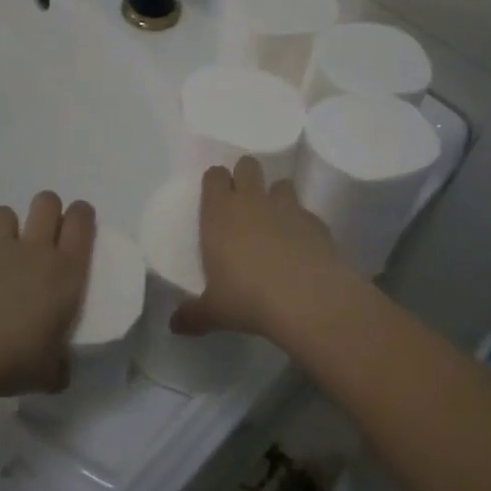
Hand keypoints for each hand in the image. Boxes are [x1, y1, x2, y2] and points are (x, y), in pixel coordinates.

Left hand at [0, 191, 95, 396]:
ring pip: (7, 212)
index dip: (82, 215)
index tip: (81, 225)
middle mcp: (35, 251)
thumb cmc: (14, 358)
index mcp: (66, 271)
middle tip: (48, 235)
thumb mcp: (49, 372)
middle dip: (49, 210)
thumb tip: (58, 371)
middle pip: (46, 202)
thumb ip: (59, 366)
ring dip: (11, 226)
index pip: (81, 221)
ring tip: (9, 253)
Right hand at [172, 157, 349, 340]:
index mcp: (220, 213)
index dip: (215, 182)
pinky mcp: (316, 221)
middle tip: (243, 203)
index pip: (214, 175)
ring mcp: (288, 207)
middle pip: (248, 165)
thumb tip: (174, 326)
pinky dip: (301, 224)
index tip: (215, 199)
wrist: (307, 298)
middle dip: (245, 176)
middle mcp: (253, 200)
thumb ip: (193, 315)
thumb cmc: (247, 298)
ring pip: (281, 183)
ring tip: (275, 223)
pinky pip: (306, 213)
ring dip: (276, 197)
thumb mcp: (214, 312)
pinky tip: (301, 247)